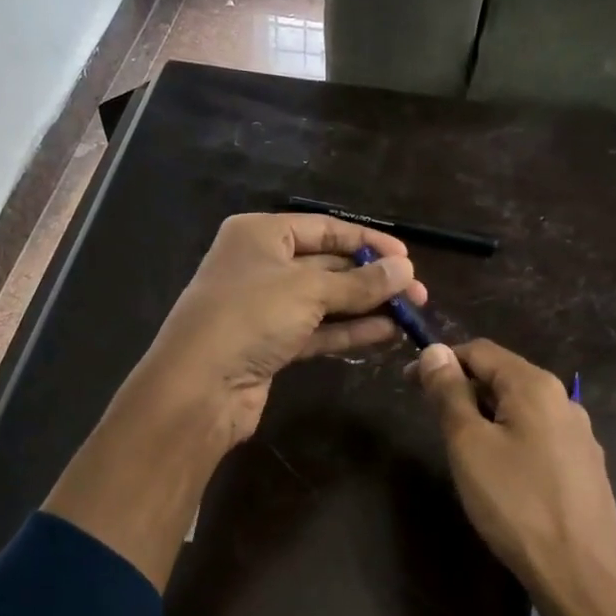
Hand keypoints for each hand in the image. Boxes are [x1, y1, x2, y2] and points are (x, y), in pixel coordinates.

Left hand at [136, 212, 427, 447]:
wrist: (199, 387)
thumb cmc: (250, 317)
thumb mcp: (309, 290)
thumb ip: (360, 282)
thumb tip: (406, 269)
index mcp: (261, 234)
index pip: (324, 229)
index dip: (367, 241)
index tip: (407, 257)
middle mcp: (261, 265)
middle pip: (327, 265)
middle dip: (372, 278)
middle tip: (417, 292)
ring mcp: (264, 308)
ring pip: (325, 301)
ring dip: (366, 306)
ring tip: (410, 314)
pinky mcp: (271, 345)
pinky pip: (317, 331)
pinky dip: (349, 331)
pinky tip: (386, 333)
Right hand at [413, 340, 615, 615]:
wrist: (581, 575)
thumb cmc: (515, 503)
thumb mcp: (469, 444)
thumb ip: (449, 393)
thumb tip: (434, 351)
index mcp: (536, 385)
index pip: (481, 351)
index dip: (442, 361)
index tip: (409, 384)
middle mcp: (564, 400)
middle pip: (504, 376)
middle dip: (464, 389)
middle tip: (433, 422)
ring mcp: (579, 435)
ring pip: (521, 409)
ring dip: (485, 416)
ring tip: (461, 449)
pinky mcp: (584, 467)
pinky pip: (538, 436)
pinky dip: (509, 438)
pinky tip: (500, 474)